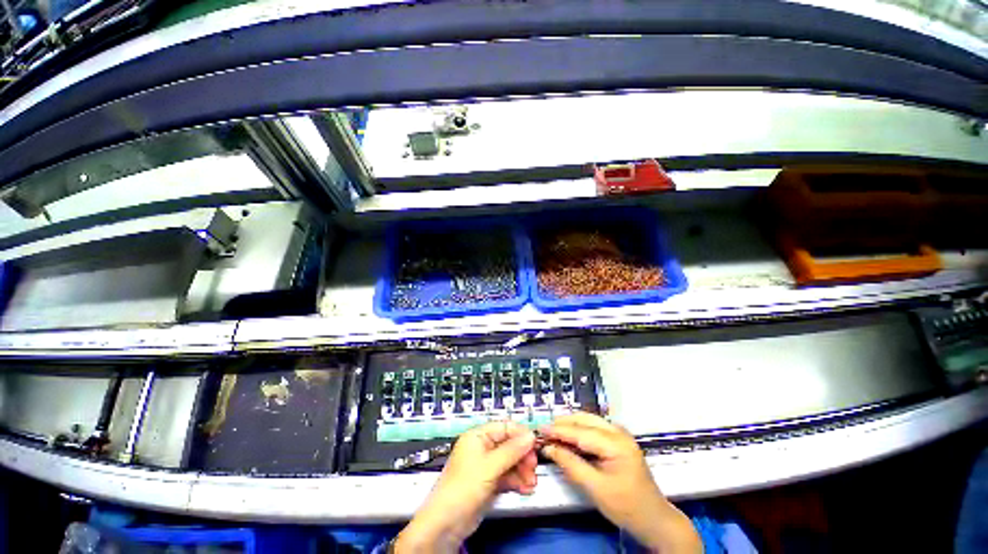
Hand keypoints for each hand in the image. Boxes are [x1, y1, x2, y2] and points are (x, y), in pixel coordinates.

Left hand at [395, 421, 536, 553]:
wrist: (447, 523)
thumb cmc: (462, 488)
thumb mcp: (489, 466)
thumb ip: (511, 451)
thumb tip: (529, 437)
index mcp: (477, 436)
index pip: (504, 427)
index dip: (520, 434)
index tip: (535, 443)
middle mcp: (482, 448)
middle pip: (509, 445)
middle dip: (523, 456)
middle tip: (533, 466)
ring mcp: (486, 466)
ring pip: (510, 462)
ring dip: (523, 470)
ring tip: (531, 482)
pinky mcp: (489, 482)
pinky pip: (508, 476)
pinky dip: (517, 481)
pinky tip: (526, 488)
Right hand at [540, 413, 701, 553]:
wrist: (654, 519)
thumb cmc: (627, 506)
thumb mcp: (595, 488)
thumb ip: (571, 465)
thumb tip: (550, 449)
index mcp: (616, 444)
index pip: (581, 432)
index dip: (558, 430)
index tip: (540, 430)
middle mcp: (619, 432)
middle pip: (585, 420)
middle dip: (563, 423)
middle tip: (545, 430)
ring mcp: (620, 435)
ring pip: (589, 421)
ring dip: (570, 425)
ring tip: (553, 432)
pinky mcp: (619, 440)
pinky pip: (594, 428)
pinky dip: (579, 430)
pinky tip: (569, 438)